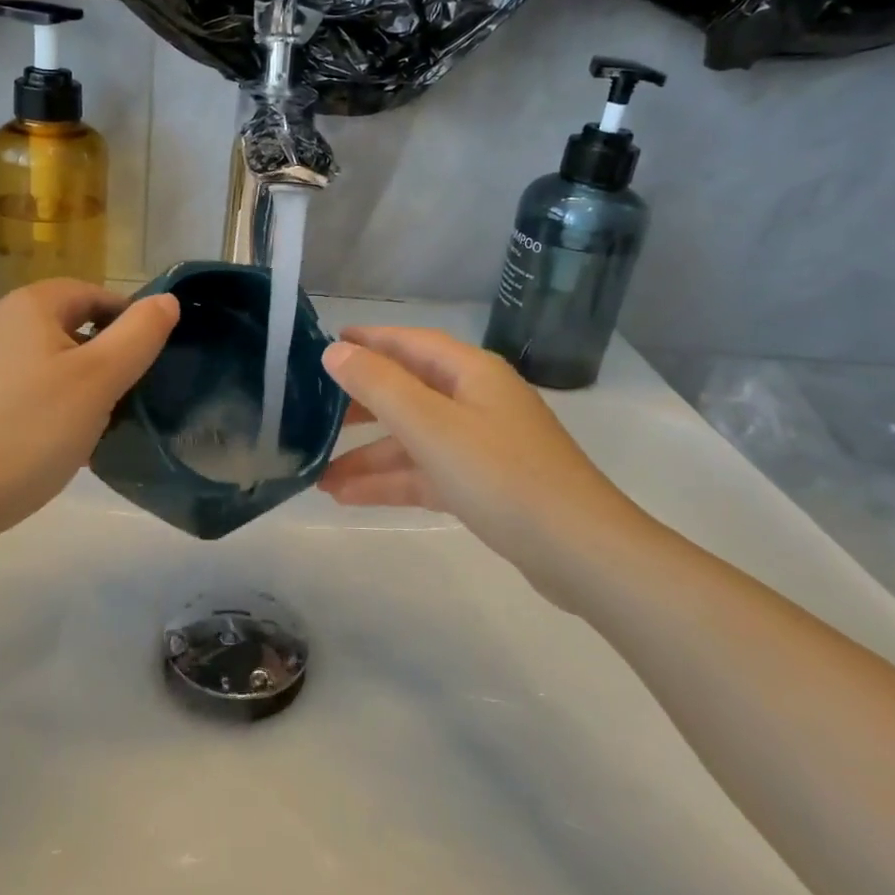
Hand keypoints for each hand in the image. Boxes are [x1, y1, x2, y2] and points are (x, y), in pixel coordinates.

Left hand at [0, 280, 178, 545]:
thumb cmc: (31, 428)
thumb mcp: (100, 378)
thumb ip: (140, 334)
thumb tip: (166, 301)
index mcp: (29, 306)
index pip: (93, 293)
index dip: (128, 320)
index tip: (150, 361)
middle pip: (70, 327)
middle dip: (106, 357)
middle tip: (130, 396)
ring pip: (49, 363)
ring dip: (80, 386)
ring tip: (101, 425)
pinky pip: (26, 391)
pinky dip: (51, 407)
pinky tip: (63, 444)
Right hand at [318, 327, 650, 580]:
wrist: (581, 553)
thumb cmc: (502, 475)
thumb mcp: (432, 426)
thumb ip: (379, 386)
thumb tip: (335, 351)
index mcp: (470, 373)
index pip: (410, 343)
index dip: (369, 340)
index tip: (326, 343)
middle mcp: (476, 401)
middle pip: (409, 391)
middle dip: (361, 404)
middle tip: (312, 412)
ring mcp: (481, 446)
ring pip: (413, 439)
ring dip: (368, 454)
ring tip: (318, 473)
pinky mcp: (484, 487)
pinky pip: (427, 473)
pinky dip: (391, 481)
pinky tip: (348, 497)